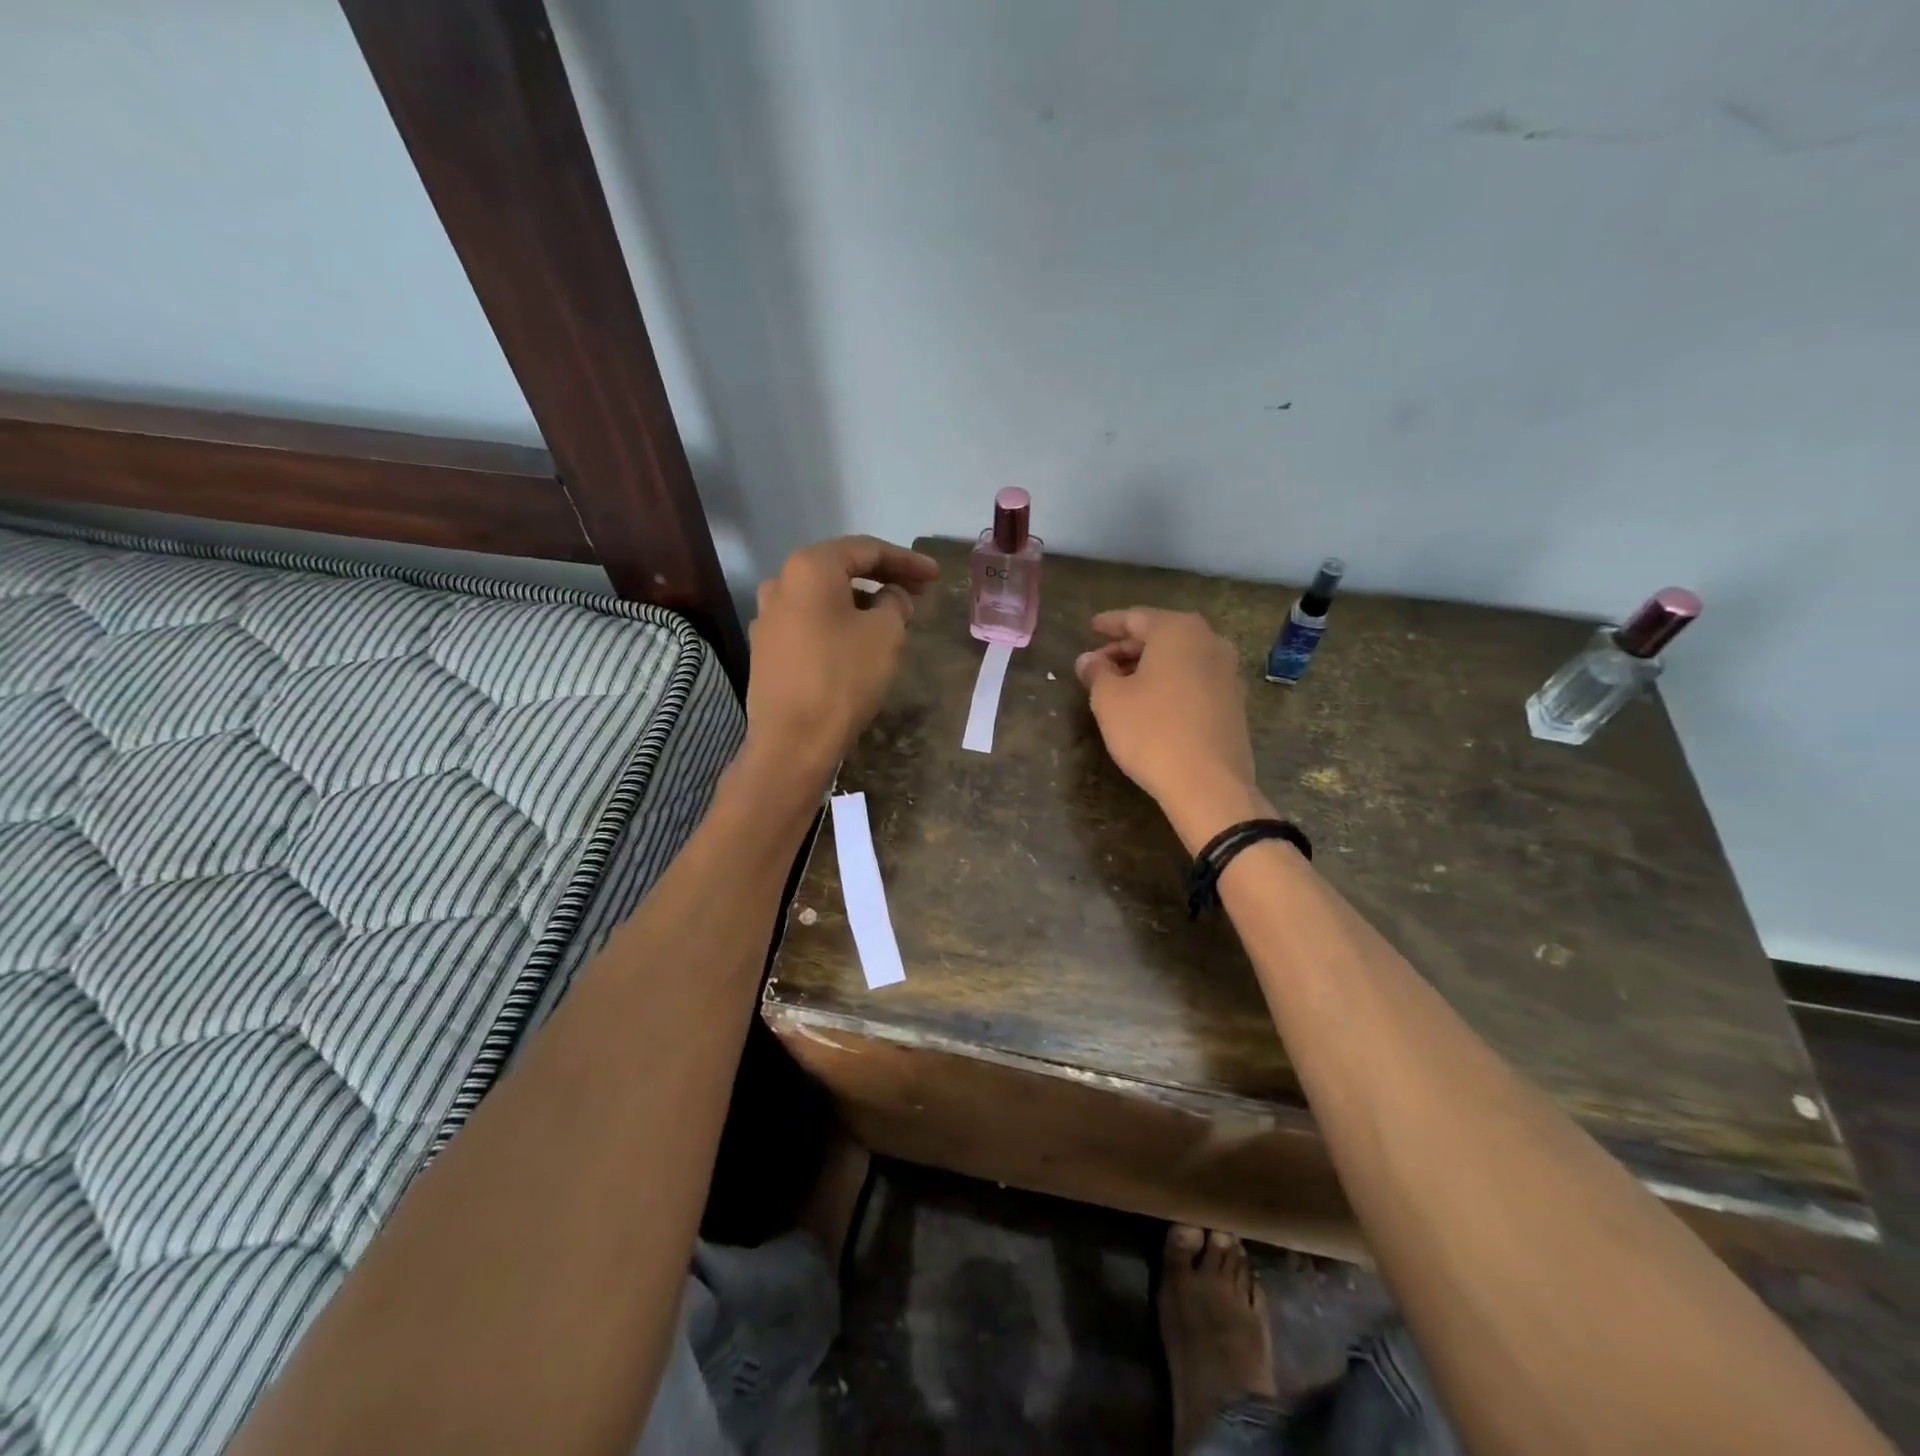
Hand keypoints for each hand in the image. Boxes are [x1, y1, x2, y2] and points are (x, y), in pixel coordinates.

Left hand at [745, 536, 938, 778]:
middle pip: (841, 570)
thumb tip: (890, 597)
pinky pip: (811, 623)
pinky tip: (859, 639)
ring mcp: (768, 618)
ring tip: (892, 616)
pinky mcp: (767, 649)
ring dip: (860, 601)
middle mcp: (780, 583)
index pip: (866, 550)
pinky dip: (839, 622)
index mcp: (809, 568)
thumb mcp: (886, 634)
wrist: (793, 742)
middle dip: (883, 577)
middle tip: (919, 589)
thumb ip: (895, 603)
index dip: (906, 560)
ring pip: (824, 598)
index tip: (935, 574)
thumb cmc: (843, 678)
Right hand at [1075, 608, 1267, 848]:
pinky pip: (1194, 679)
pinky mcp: (1233, 701)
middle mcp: (1209, 641)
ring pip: (1179, 658)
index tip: (1091, 627)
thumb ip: (1096, 672)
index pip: (1135, 618)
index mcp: (1177, 631)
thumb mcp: (1109, 700)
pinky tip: (1150, 702)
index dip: (1109, 624)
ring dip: (1149, 666)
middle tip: (1099, 662)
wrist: (1208, 784)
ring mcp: (1227, 672)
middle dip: (1127, 647)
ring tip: (1120, 683)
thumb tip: (1088, 660)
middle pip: (1160, 635)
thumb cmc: (1151, 732)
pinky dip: (1170, 682)